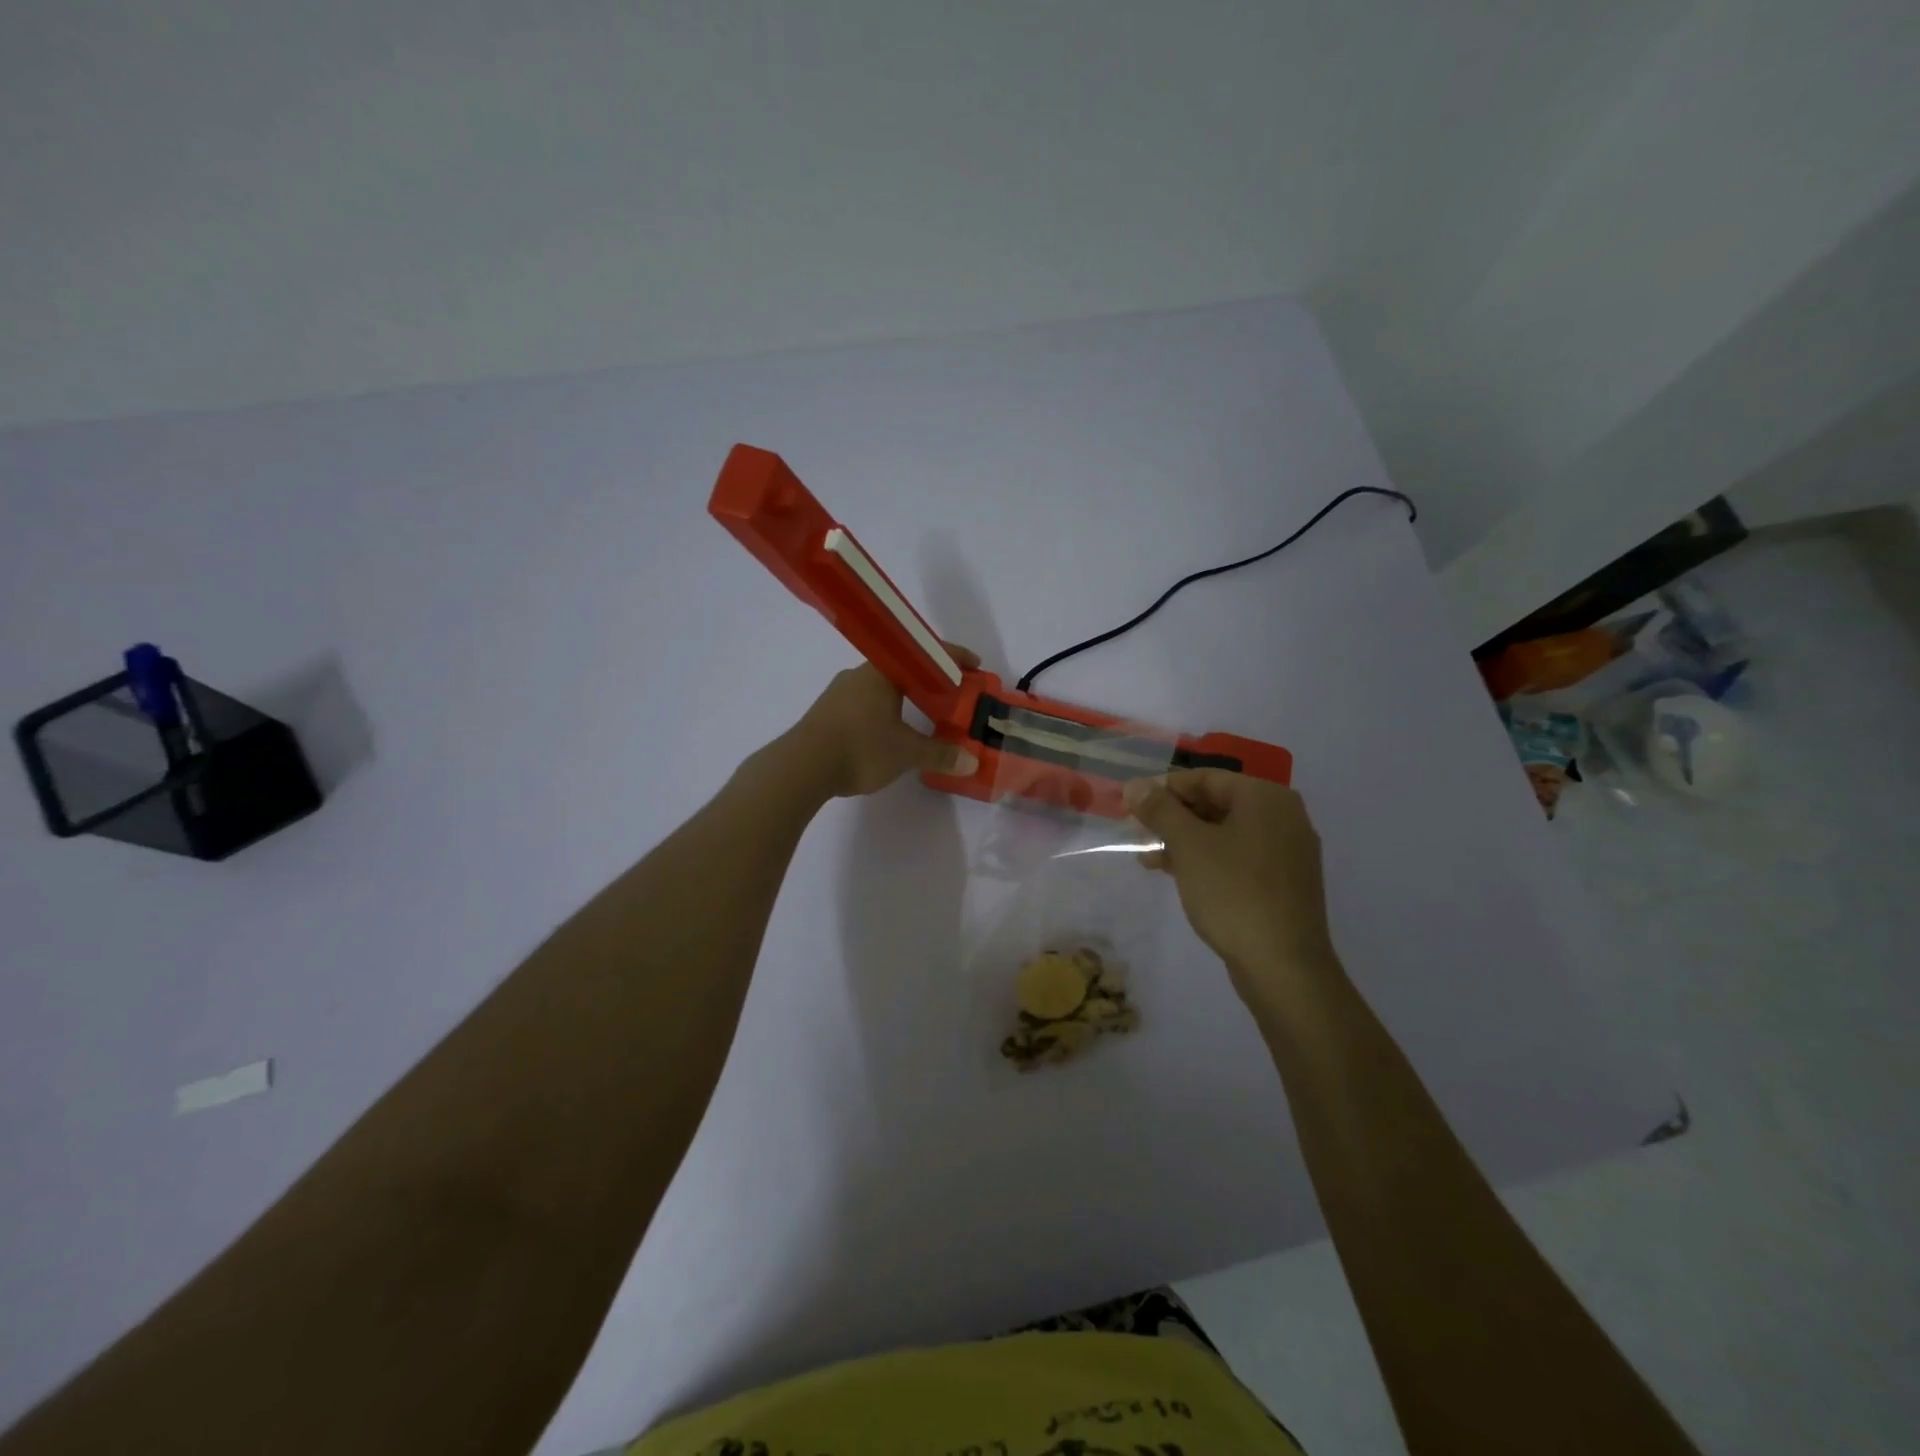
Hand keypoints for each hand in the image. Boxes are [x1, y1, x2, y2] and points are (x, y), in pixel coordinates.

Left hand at [784, 649, 981, 798]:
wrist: (801, 767)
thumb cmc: (860, 748)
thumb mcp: (906, 753)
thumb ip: (939, 754)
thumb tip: (971, 761)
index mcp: (882, 672)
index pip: (924, 654)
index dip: (953, 658)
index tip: (975, 666)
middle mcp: (859, 674)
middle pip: (902, 669)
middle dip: (928, 681)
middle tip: (951, 696)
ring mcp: (839, 693)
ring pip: (881, 688)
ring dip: (904, 698)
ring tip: (924, 716)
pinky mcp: (826, 714)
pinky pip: (864, 705)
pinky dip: (884, 712)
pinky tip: (890, 733)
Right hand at [1123, 770, 1336, 998]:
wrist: (1283, 965)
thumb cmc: (1233, 892)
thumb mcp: (1188, 845)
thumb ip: (1160, 810)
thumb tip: (1135, 784)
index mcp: (1265, 797)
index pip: (1205, 778)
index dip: (1163, 789)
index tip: (1131, 805)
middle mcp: (1283, 816)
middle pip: (1216, 803)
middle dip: (1172, 817)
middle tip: (1136, 832)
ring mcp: (1287, 851)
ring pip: (1224, 833)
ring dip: (1184, 841)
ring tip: (1147, 858)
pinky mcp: (1283, 882)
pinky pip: (1238, 857)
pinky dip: (1207, 860)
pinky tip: (1177, 875)